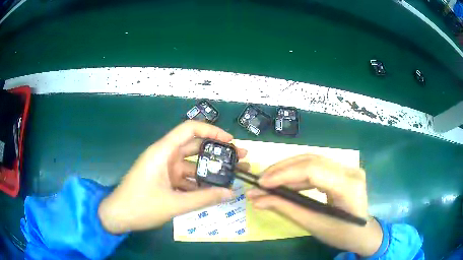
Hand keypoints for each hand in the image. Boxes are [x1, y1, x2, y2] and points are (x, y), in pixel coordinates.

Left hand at [98, 121, 246, 233]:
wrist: (118, 216)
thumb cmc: (141, 206)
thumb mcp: (175, 204)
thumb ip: (204, 198)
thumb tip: (232, 193)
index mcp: (163, 152)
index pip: (190, 129)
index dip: (212, 131)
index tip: (231, 142)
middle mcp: (165, 156)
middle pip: (195, 147)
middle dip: (218, 152)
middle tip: (241, 159)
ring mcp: (165, 169)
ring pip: (192, 165)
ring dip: (211, 170)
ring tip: (233, 176)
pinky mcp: (164, 180)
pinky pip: (186, 178)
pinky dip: (199, 183)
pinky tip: (215, 191)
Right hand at [246, 154, 381, 256]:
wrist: (363, 233)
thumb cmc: (342, 234)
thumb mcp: (313, 224)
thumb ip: (286, 208)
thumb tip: (257, 199)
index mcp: (348, 185)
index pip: (313, 170)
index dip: (284, 174)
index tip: (260, 183)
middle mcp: (350, 170)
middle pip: (311, 161)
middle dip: (282, 169)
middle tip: (260, 181)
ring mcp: (347, 168)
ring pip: (312, 161)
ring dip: (287, 170)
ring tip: (268, 181)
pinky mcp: (342, 171)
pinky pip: (316, 168)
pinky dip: (297, 174)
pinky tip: (285, 182)